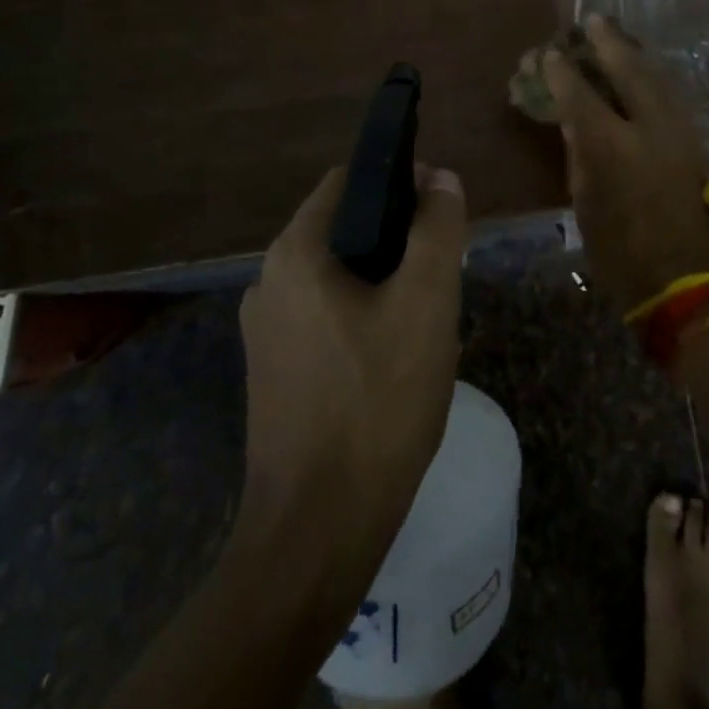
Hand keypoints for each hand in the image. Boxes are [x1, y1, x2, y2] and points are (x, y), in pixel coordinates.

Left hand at [237, 163, 467, 554]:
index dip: (400, 181)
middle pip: (345, 230)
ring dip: (384, 283)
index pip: (349, 181)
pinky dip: (363, 319)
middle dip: (397, 241)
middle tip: (442, 275)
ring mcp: (266, 331)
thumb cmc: (376, 403)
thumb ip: (436, 229)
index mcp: (295, 253)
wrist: (317, 531)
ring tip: (426, 321)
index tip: (441, 210)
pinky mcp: (273, 371)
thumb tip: (441, 177)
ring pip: (339, 277)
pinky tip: (395, 360)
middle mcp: (268, 281)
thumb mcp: (425, 304)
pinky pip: (326, 318)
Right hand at [541, 17, 708, 316]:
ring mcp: (680, 132)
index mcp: (613, 147)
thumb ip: (581, 157)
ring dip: (635, 54)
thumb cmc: (624, 255)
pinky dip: (652, 77)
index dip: (561, 71)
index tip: (549, 54)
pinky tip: (642, 73)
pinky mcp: (697, 143)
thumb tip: (575, 124)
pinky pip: (670, 96)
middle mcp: (650, 128)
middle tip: (593, 20)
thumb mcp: (587, 206)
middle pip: (629, 69)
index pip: (580, 95)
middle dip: (608, 42)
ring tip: (617, 36)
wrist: (692, 285)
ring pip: (658, 77)